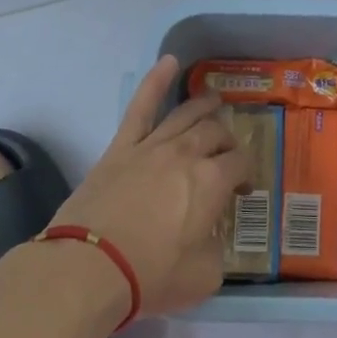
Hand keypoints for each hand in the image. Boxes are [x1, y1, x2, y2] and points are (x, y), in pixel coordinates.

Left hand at [51, 56, 251, 316]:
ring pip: (186, 114)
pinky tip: (168, 61)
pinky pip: (141, 106)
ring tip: (214, 100)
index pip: (241, 163)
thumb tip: (211, 237)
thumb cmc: (150, 275)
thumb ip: (217, 250)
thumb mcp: (204, 276)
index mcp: (213, 181)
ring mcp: (152, 145)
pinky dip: (156, 80)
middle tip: (228, 153)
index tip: (243, 189)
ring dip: (205, 105)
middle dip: (228, 141)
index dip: (247, 173)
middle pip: (216, 133)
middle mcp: (188, 153)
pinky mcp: (121, 147)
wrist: (89, 268)